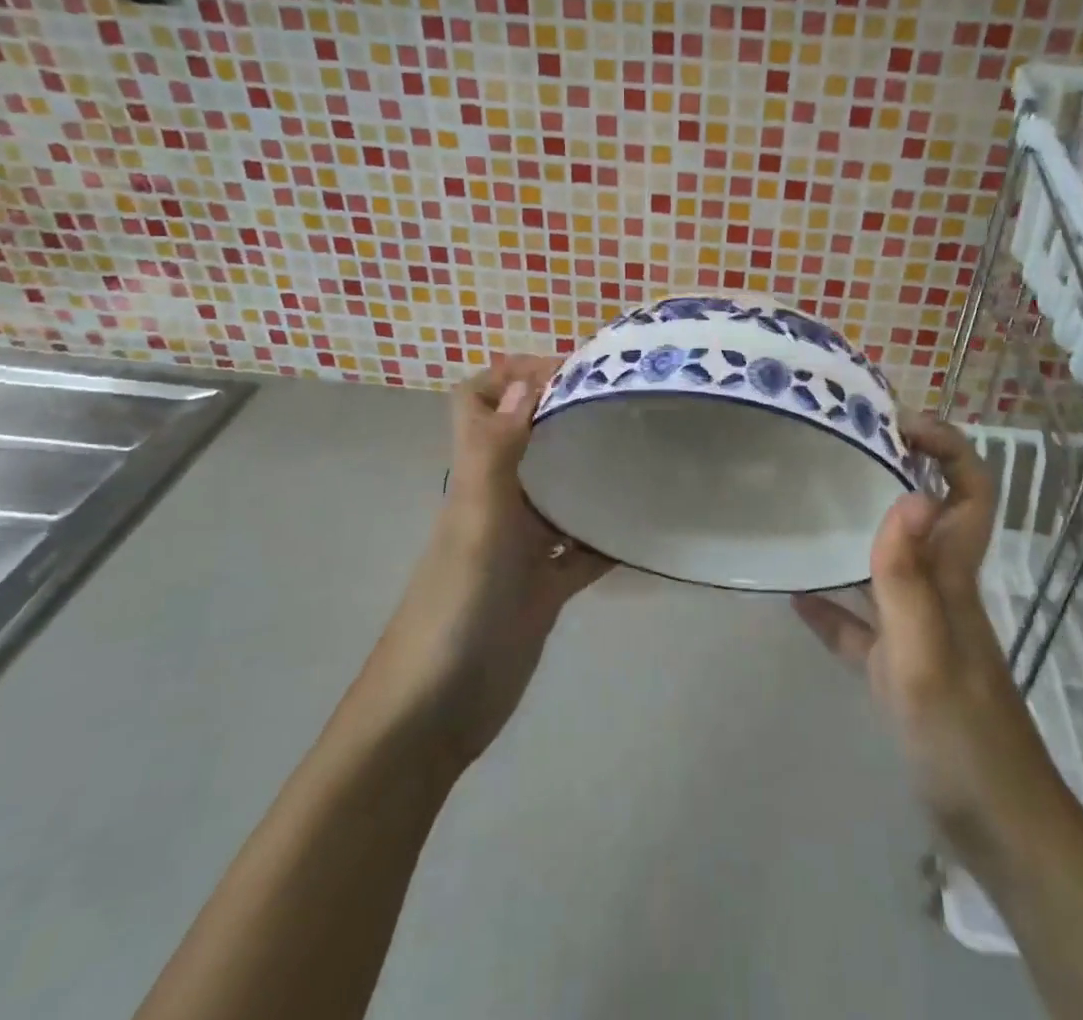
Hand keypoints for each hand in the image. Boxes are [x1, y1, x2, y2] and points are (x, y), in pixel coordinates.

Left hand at [355, 356, 611, 771]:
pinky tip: (647, 526)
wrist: (436, 714)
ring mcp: (523, 543)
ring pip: (561, 489)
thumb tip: (527, 377)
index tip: (571, 368)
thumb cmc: (454, 609)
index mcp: (475, 477)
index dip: (510, 372)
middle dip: (566, 411)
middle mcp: (498, 500)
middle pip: (527, 437)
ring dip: (593, 469)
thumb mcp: (477, 523)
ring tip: (646, 449)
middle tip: (626, 400)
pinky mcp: (545, 584)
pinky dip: (610, 534)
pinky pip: (584, 547)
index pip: (476, 401)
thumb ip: (497, 451)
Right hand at [792, 414, 1055, 862]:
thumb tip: (908, 495)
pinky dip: (832, 607)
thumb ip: (910, 579)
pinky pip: (861, 625)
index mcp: (953, 576)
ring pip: (890, 563)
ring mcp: (919, 629)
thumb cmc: (963, 738)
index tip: (898, 424)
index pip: (970, 491)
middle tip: (841, 449)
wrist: (996, 828)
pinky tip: (795, 598)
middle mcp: (939, 590)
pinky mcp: (900, 668)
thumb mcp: (926, 656)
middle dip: (895, 472)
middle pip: (927, 514)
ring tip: (809, 505)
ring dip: (858, 531)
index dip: (948, 447)